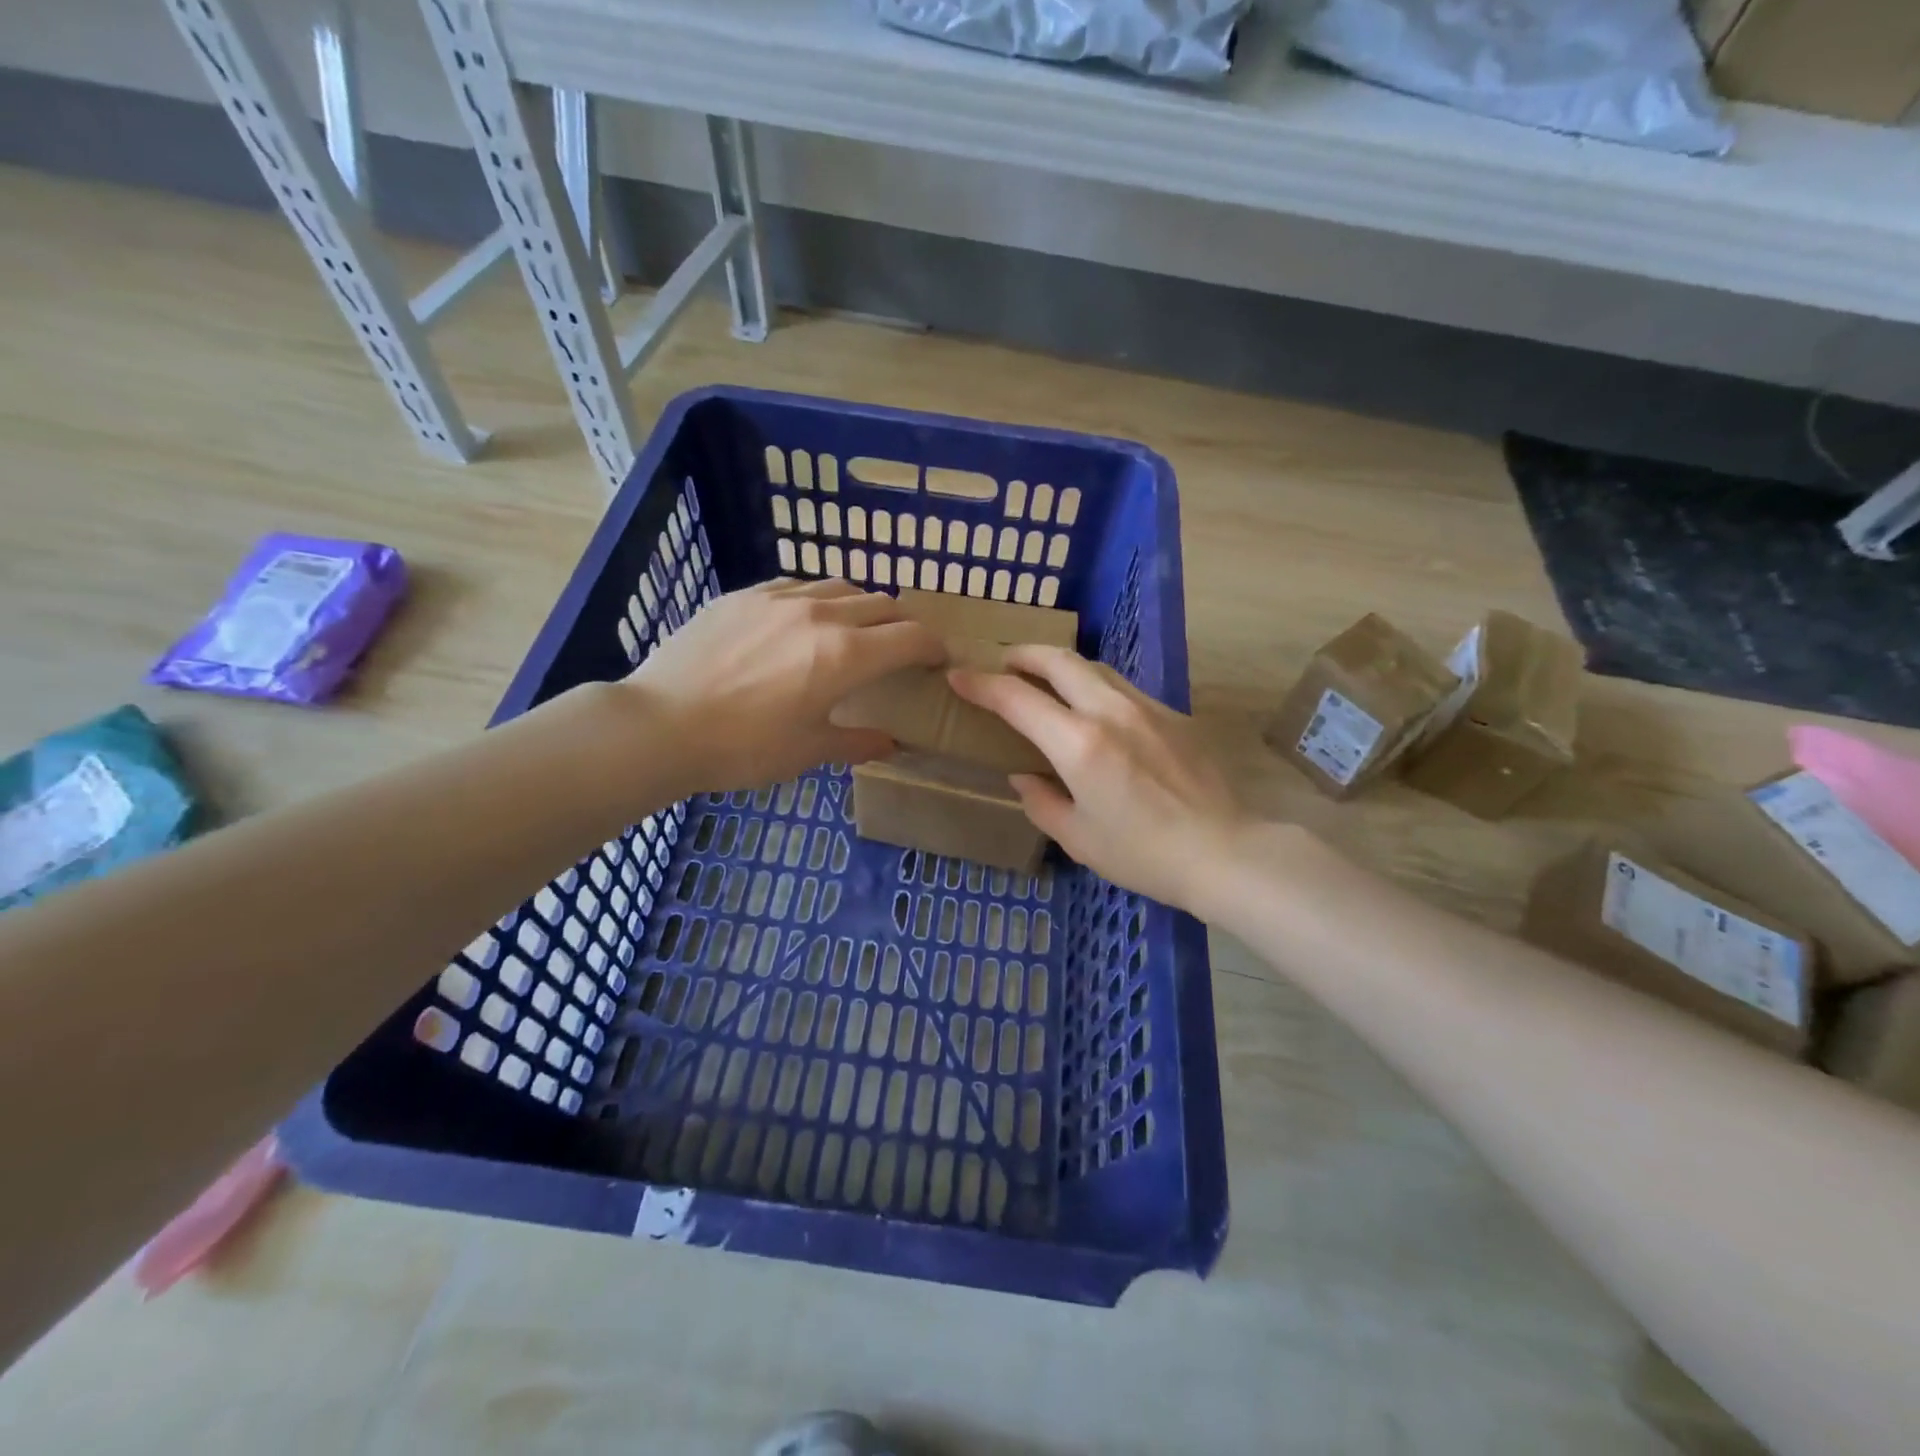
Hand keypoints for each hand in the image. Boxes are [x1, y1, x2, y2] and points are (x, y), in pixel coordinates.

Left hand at [623, 578, 943, 794]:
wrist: (660, 725)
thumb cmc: (742, 747)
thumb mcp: (807, 752)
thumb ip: (856, 742)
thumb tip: (889, 744)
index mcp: (844, 655)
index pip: (910, 637)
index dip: (933, 646)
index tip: (938, 659)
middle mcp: (820, 614)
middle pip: (882, 604)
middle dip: (903, 624)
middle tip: (902, 647)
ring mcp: (778, 599)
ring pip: (840, 587)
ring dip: (862, 607)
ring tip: (855, 629)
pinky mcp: (743, 595)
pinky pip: (797, 585)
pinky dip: (817, 599)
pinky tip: (803, 620)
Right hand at [949, 646, 1249, 913]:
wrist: (1224, 852)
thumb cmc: (1143, 854)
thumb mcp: (1078, 838)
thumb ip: (1041, 802)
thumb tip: (1023, 776)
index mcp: (1079, 744)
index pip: (1017, 698)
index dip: (981, 684)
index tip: (958, 676)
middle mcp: (1110, 711)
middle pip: (1059, 660)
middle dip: (1023, 654)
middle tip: (1002, 663)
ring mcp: (1146, 707)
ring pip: (1094, 667)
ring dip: (1061, 665)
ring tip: (1043, 678)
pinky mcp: (1173, 715)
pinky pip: (1122, 687)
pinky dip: (1094, 685)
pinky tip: (1093, 708)